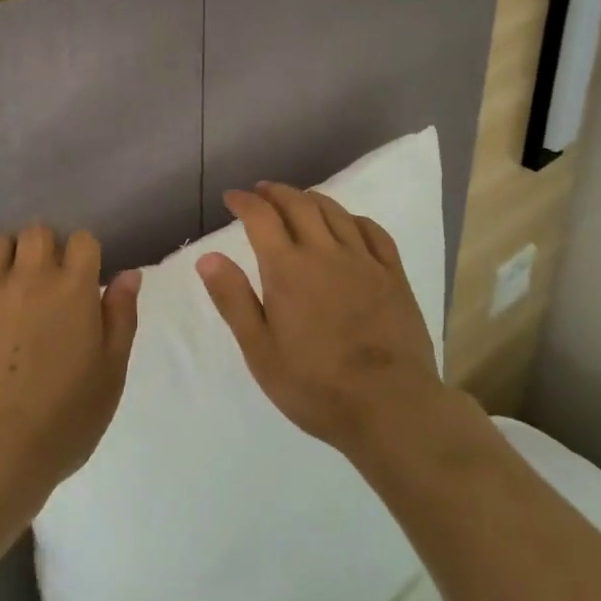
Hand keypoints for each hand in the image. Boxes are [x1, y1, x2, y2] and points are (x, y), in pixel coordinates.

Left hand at [0, 224, 140, 518]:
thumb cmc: (61, 421)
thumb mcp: (110, 375)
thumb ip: (121, 317)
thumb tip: (128, 273)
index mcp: (74, 287)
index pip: (83, 240)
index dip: (82, 257)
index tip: (78, 282)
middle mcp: (30, 275)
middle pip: (37, 232)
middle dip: (41, 250)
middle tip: (39, 285)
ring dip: (3, 261)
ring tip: (1, 291)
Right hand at [197, 182, 453, 460]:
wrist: (391, 408)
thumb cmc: (316, 386)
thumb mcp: (260, 352)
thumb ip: (233, 300)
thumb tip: (208, 256)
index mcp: (287, 269)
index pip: (261, 217)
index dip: (244, 201)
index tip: (232, 197)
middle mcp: (324, 252)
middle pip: (298, 204)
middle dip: (275, 192)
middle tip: (261, 192)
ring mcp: (363, 261)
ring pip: (334, 211)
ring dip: (310, 198)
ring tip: (298, 199)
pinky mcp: (393, 275)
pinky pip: (373, 231)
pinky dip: (354, 218)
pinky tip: (348, 223)